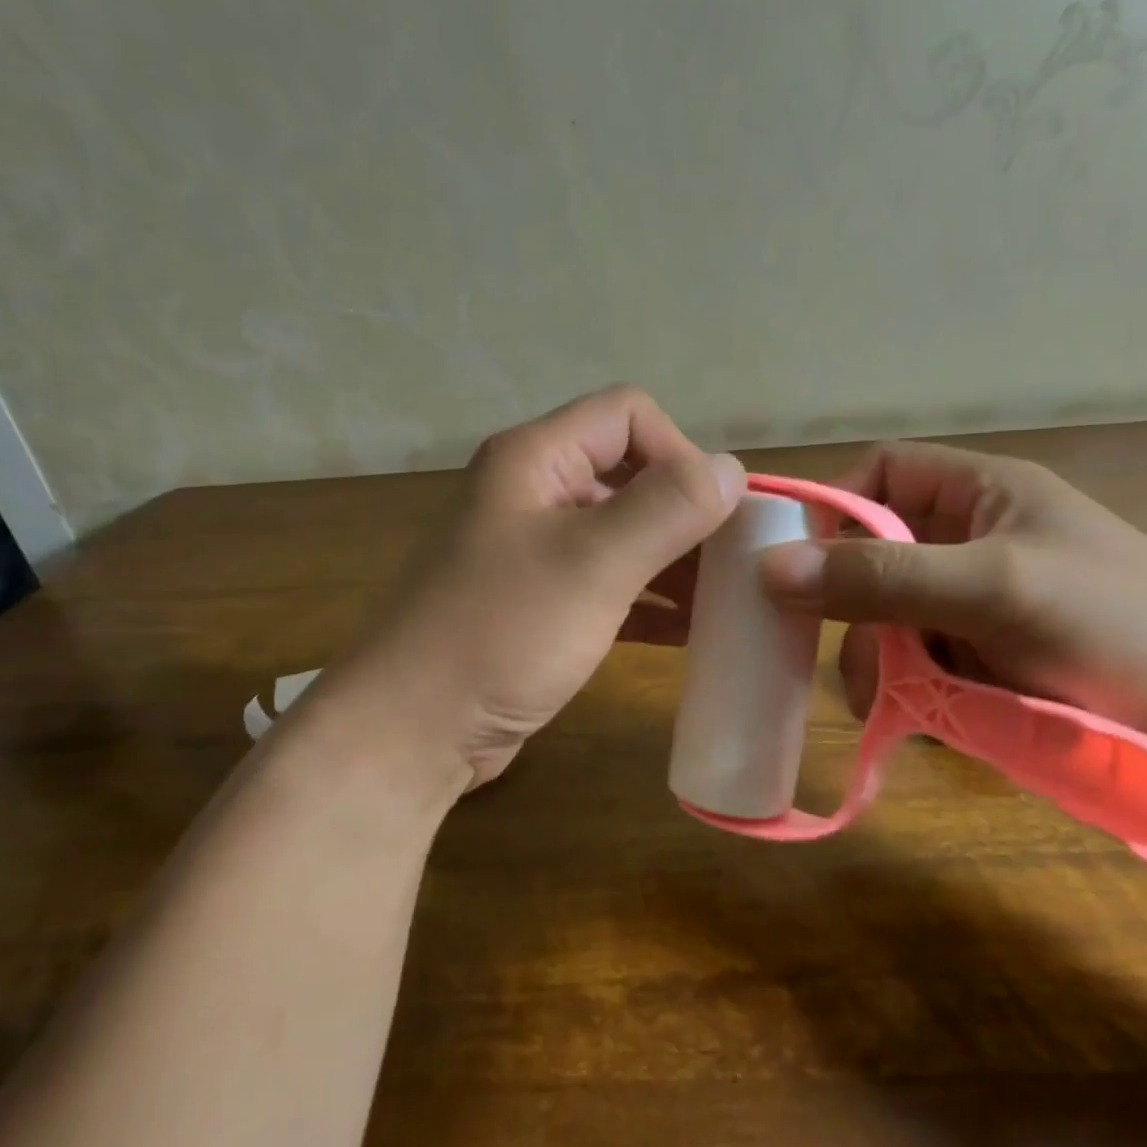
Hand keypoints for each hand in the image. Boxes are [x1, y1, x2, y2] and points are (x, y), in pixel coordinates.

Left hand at [285, 387, 744, 789]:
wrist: (412, 730)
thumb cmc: (501, 633)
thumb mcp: (593, 564)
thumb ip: (668, 508)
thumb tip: (732, 469)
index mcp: (536, 459)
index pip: (628, 415)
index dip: (679, 453)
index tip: (712, 516)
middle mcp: (534, 492)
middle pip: (631, 474)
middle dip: (687, 513)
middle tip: (734, 562)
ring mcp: (536, 551)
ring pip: (625, 533)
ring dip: (676, 560)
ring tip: (725, 600)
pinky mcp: (542, 603)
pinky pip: (611, 583)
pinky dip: (652, 600)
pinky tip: (690, 632)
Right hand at [758, 443, 1146, 750]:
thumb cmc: (1121, 629)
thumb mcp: (994, 589)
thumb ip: (882, 577)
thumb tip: (769, 568)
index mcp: (981, 494)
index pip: (881, 475)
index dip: (832, 507)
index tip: (792, 564)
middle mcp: (973, 541)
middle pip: (875, 556)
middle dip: (853, 608)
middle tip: (844, 660)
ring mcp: (979, 605)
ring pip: (891, 619)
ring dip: (878, 660)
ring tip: (883, 707)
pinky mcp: (987, 661)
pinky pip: (919, 664)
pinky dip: (907, 691)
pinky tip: (917, 720)